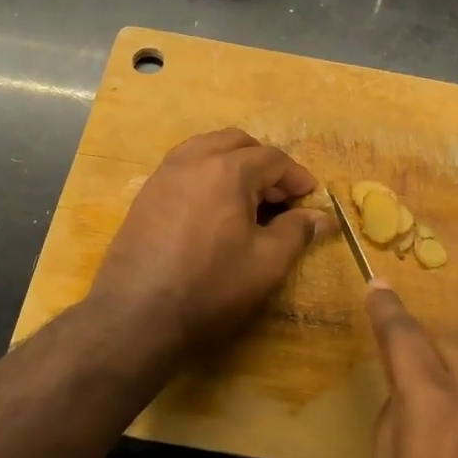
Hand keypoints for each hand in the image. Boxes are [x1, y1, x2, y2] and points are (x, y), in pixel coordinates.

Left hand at [89, 129, 326, 352]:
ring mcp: (164, 174)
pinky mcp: (145, 193)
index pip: (273, 158)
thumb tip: (322, 216)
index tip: (310, 198)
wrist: (136, 315)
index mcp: (227, 170)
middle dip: (263, 163)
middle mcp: (193, 159)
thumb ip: (296, 231)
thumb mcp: (266, 263)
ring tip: (246, 198)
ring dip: (232, 162)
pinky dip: (206, 173)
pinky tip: (212, 209)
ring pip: (206, 148)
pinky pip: (184, 166)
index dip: (296, 177)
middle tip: (278, 197)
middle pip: (237, 142)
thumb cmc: (210, 286)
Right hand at [365, 283, 457, 457]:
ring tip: (445, 440)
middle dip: (423, 347)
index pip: (404, 338)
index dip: (387, 310)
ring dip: (453, 383)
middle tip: (407, 379)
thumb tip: (401, 407)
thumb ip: (390, 439)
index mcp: (435, 405)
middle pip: (447, 345)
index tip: (377, 286)